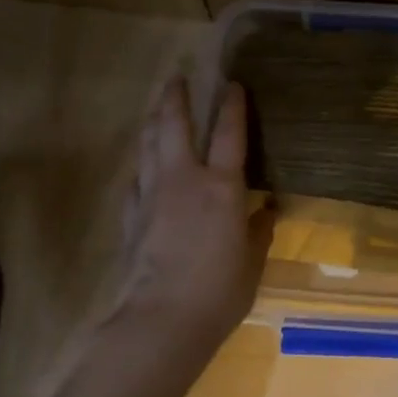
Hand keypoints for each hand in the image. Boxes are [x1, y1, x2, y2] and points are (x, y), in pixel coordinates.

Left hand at [110, 77, 272, 355]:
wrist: (161, 319)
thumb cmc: (220, 291)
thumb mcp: (252, 261)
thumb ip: (259, 231)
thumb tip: (267, 211)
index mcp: (221, 187)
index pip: (228, 134)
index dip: (232, 105)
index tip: (232, 83)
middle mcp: (183, 180)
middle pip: (174, 125)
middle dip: (175, 97)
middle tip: (176, 77)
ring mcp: (151, 196)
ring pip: (148, 146)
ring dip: (152, 121)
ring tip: (156, 107)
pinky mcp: (130, 217)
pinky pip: (135, 180)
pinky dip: (142, 167)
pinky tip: (142, 169)